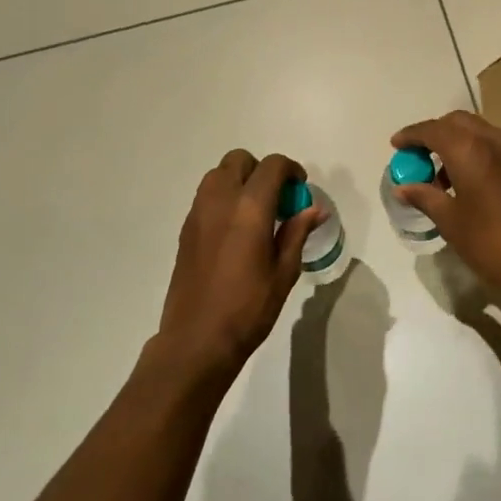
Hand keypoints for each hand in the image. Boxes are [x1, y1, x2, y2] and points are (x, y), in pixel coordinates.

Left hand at [157, 150, 318, 382]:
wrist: (197, 340)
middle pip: (239, 160)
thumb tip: (314, 209)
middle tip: (277, 198)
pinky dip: (224, 198)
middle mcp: (220, 201)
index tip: (300, 188)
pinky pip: (206, 196)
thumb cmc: (248, 308)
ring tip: (256, 212)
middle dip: (261, 170)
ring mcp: (198, 213)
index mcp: (250, 208)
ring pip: (218, 175)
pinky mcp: (186, 229)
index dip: (290, 170)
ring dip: (240, 181)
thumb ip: (297, 232)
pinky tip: (236, 230)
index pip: (272, 166)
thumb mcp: (284, 271)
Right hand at [389, 112, 500, 322]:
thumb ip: (425, 196)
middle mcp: (494, 139)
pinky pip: (500, 144)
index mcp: (469, 149)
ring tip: (448, 174)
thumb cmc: (491, 243)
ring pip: (481, 130)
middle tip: (421, 156)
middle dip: (436, 133)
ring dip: (460, 142)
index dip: (412, 135)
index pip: (433, 130)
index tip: (397, 145)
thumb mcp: (451, 222)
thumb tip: (402, 187)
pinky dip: (481, 150)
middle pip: (458, 122)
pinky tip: (476, 179)